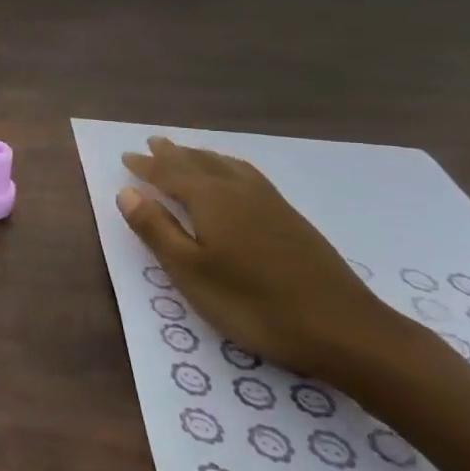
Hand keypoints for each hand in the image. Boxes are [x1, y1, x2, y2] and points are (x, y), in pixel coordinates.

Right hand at [116, 137, 412, 382]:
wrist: (343, 329)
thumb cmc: (253, 303)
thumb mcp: (190, 271)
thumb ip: (156, 229)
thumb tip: (127, 191)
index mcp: (210, 200)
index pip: (170, 173)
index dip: (146, 165)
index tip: (126, 156)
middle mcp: (239, 191)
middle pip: (200, 163)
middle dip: (173, 154)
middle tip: (153, 141)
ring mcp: (270, 203)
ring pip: (227, 167)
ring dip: (202, 157)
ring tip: (188, 151)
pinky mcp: (292, 219)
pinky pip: (249, 176)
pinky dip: (230, 167)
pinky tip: (235, 177)